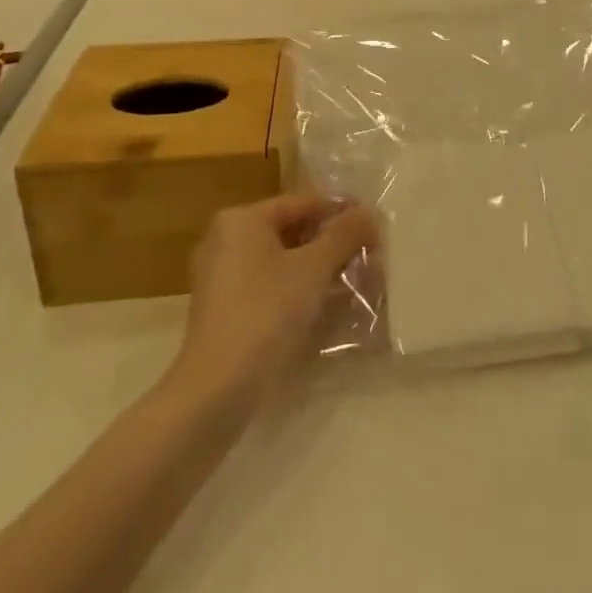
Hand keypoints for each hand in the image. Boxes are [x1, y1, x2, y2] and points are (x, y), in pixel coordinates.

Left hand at [175, 193, 377, 402]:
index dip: (343, 213)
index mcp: (242, 219)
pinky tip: (324, 305)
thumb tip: (368, 212)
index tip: (375, 230)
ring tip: (353, 282)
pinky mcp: (223, 308)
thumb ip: (344, 235)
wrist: (216, 390)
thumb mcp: (313, 269)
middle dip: (331, 243)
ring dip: (318, 268)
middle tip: (368, 257)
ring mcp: (221, 275)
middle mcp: (226, 239)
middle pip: (292, 230)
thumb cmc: (266, 314)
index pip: (304, 202)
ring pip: (282, 259)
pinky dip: (296, 288)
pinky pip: (269, 284)